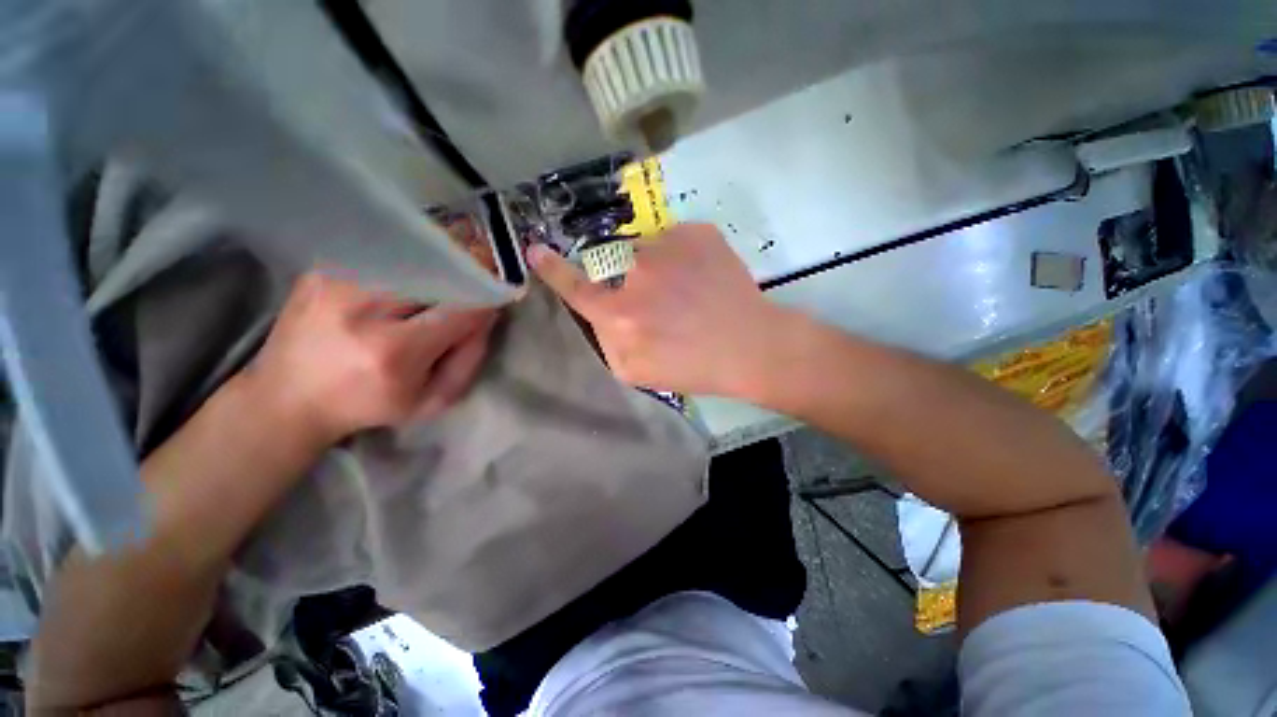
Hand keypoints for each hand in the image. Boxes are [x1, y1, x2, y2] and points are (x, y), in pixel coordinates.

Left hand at [243, 272, 496, 446]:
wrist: (286, 399)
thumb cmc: (368, 407)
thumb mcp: (431, 400)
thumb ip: (469, 359)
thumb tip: (487, 316)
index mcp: (394, 352)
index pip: (461, 310)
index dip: (484, 303)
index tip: (493, 303)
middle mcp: (363, 310)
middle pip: (437, 278)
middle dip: (460, 286)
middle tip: (465, 296)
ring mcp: (336, 284)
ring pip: (412, 264)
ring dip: (432, 278)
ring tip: (431, 294)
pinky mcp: (320, 272)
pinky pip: (381, 261)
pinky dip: (402, 272)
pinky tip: (398, 289)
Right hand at [527, 223, 791, 396]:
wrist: (750, 346)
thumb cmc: (693, 367)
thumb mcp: (636, 373)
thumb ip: (607, 340)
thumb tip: (599, 312)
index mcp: (620, 314)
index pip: (575, 288)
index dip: (553, 270)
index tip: (535, 249)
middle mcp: (637, 273)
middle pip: (617, 267)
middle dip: (633, 283)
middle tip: (667, 306)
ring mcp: (669, 246)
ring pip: (649, 252)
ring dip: (661, 270)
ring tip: (690, 294)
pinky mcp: (698, 232)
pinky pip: (676, 241)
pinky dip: (685, 258)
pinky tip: (705, 280)